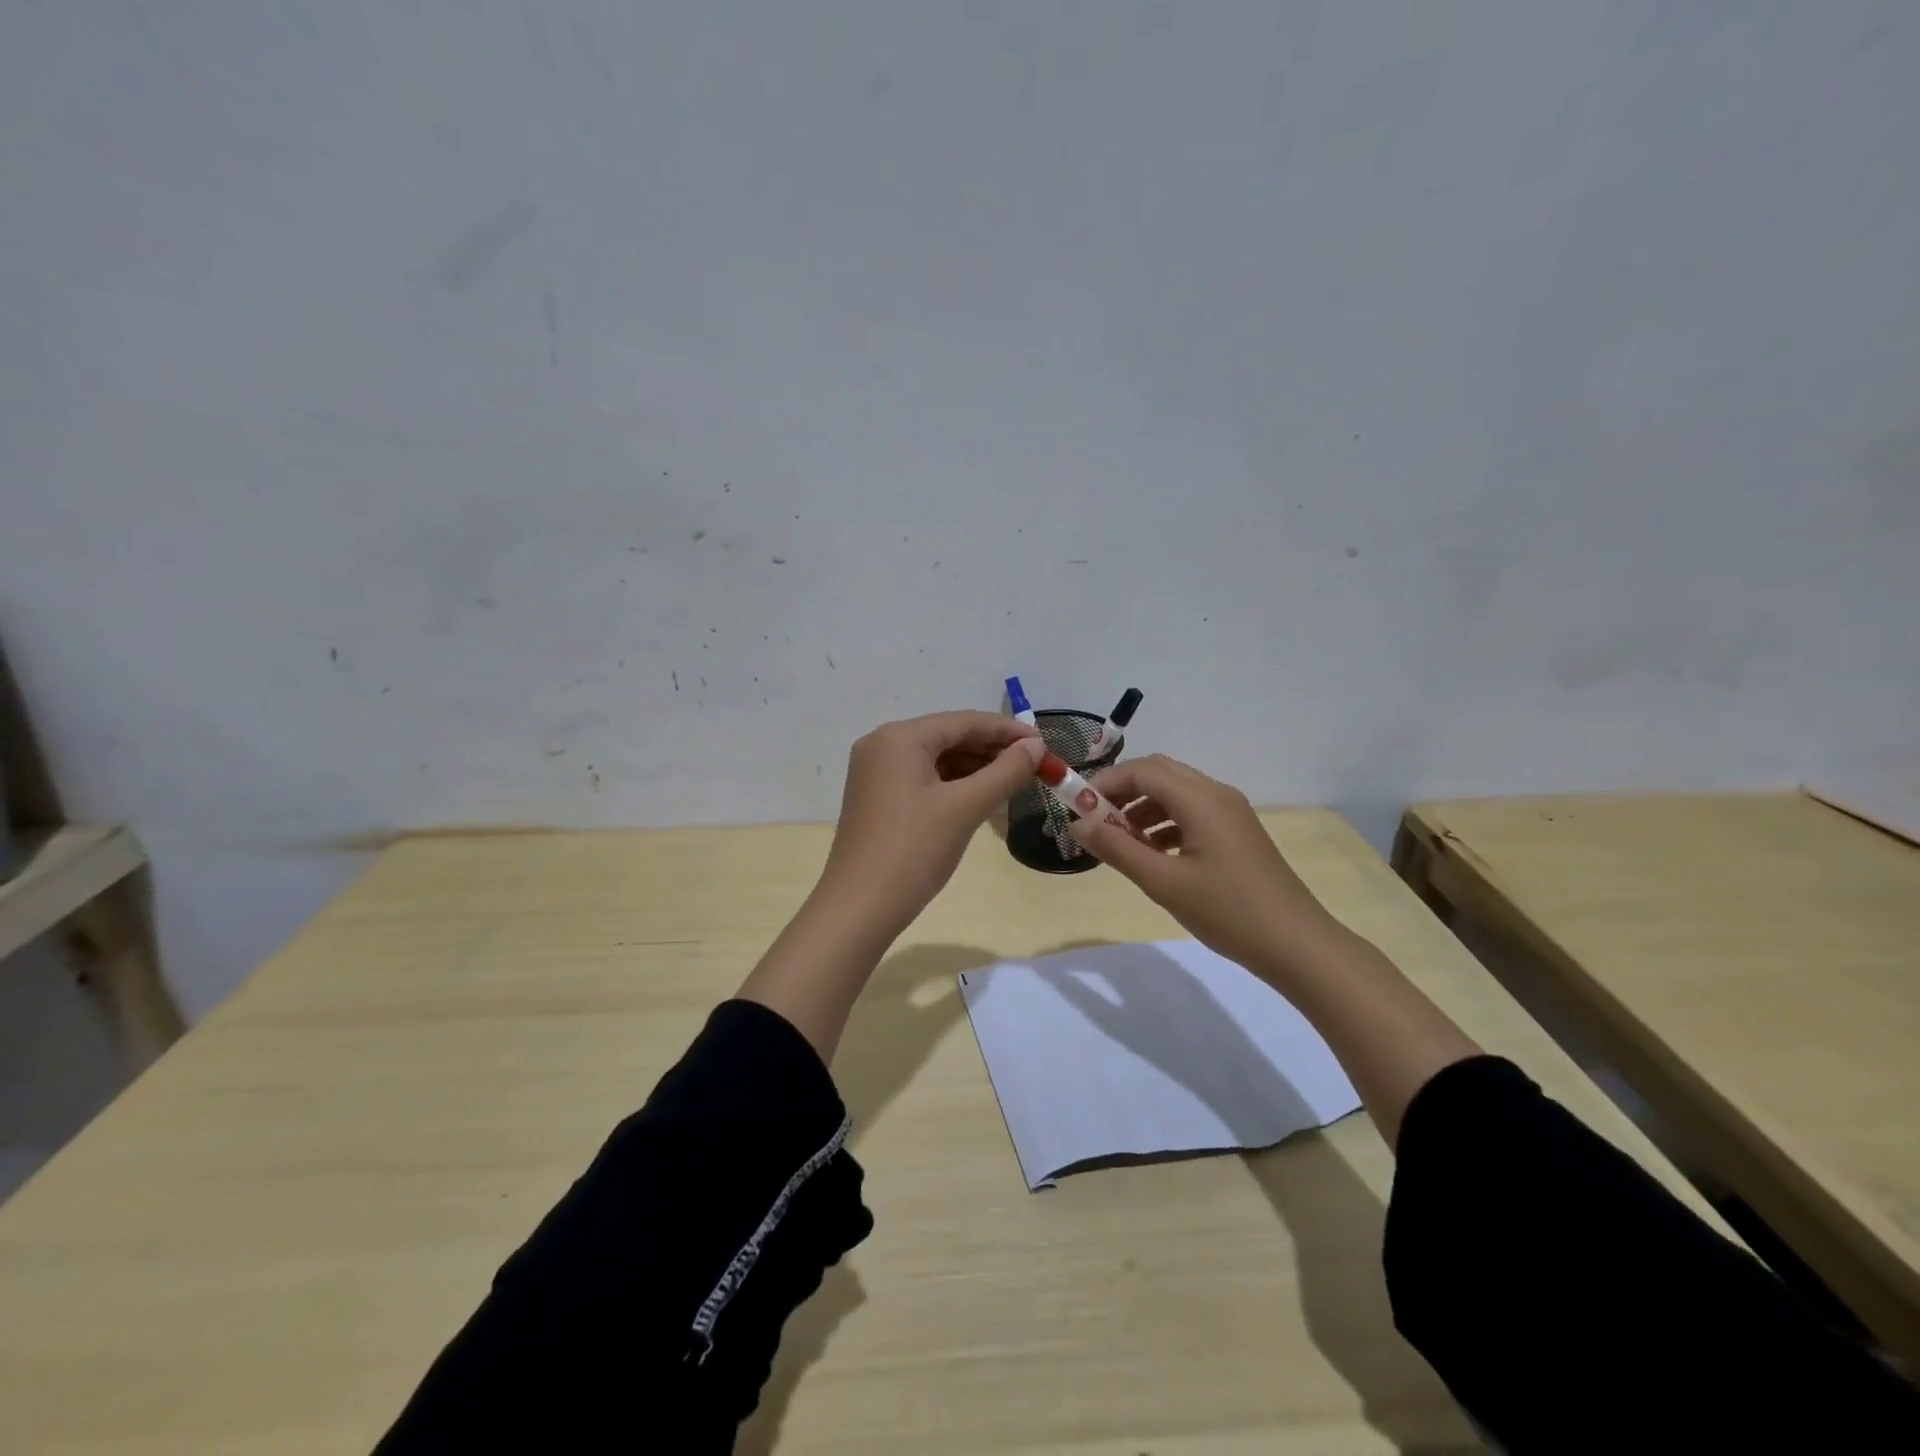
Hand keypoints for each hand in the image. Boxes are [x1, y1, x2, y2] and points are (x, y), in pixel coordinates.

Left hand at [816, 710, 1045, 934]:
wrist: (860, 908)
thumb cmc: (914, 850)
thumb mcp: (965, 807)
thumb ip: (1006, 771)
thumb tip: (1037, 746)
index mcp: (900, 737)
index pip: (964, 721)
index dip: (1007, 730)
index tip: (1045, 743)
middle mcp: (882, 744)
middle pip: (948, 737)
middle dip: (992, 750)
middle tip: (1035, 766)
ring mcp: (875, 772)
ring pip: (936, 759)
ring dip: (975, 768)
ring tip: (1014, 782)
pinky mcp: (876, 797)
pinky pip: (922, 778)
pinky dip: (953, 784)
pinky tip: (982, 797)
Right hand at [1067, 754, 1336, 977]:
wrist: (1297, 945)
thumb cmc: (1227, 911)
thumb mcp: (1163, 882)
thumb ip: (1117, 848)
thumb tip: (1076, 824)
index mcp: (1201, 799)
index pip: (1142, 770)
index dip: (1105, 782)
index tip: (1076, 807)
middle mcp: (1216, 794)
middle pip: (1159, 773)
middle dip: (1122, 790)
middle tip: (1094, 820)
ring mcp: (1231, 813)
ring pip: (1175, 793)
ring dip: (1142, 807)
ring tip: (1119, 842)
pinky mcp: (1236, 832)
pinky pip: (1191, 812)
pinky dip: (1164, 823)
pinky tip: (1151, 853)